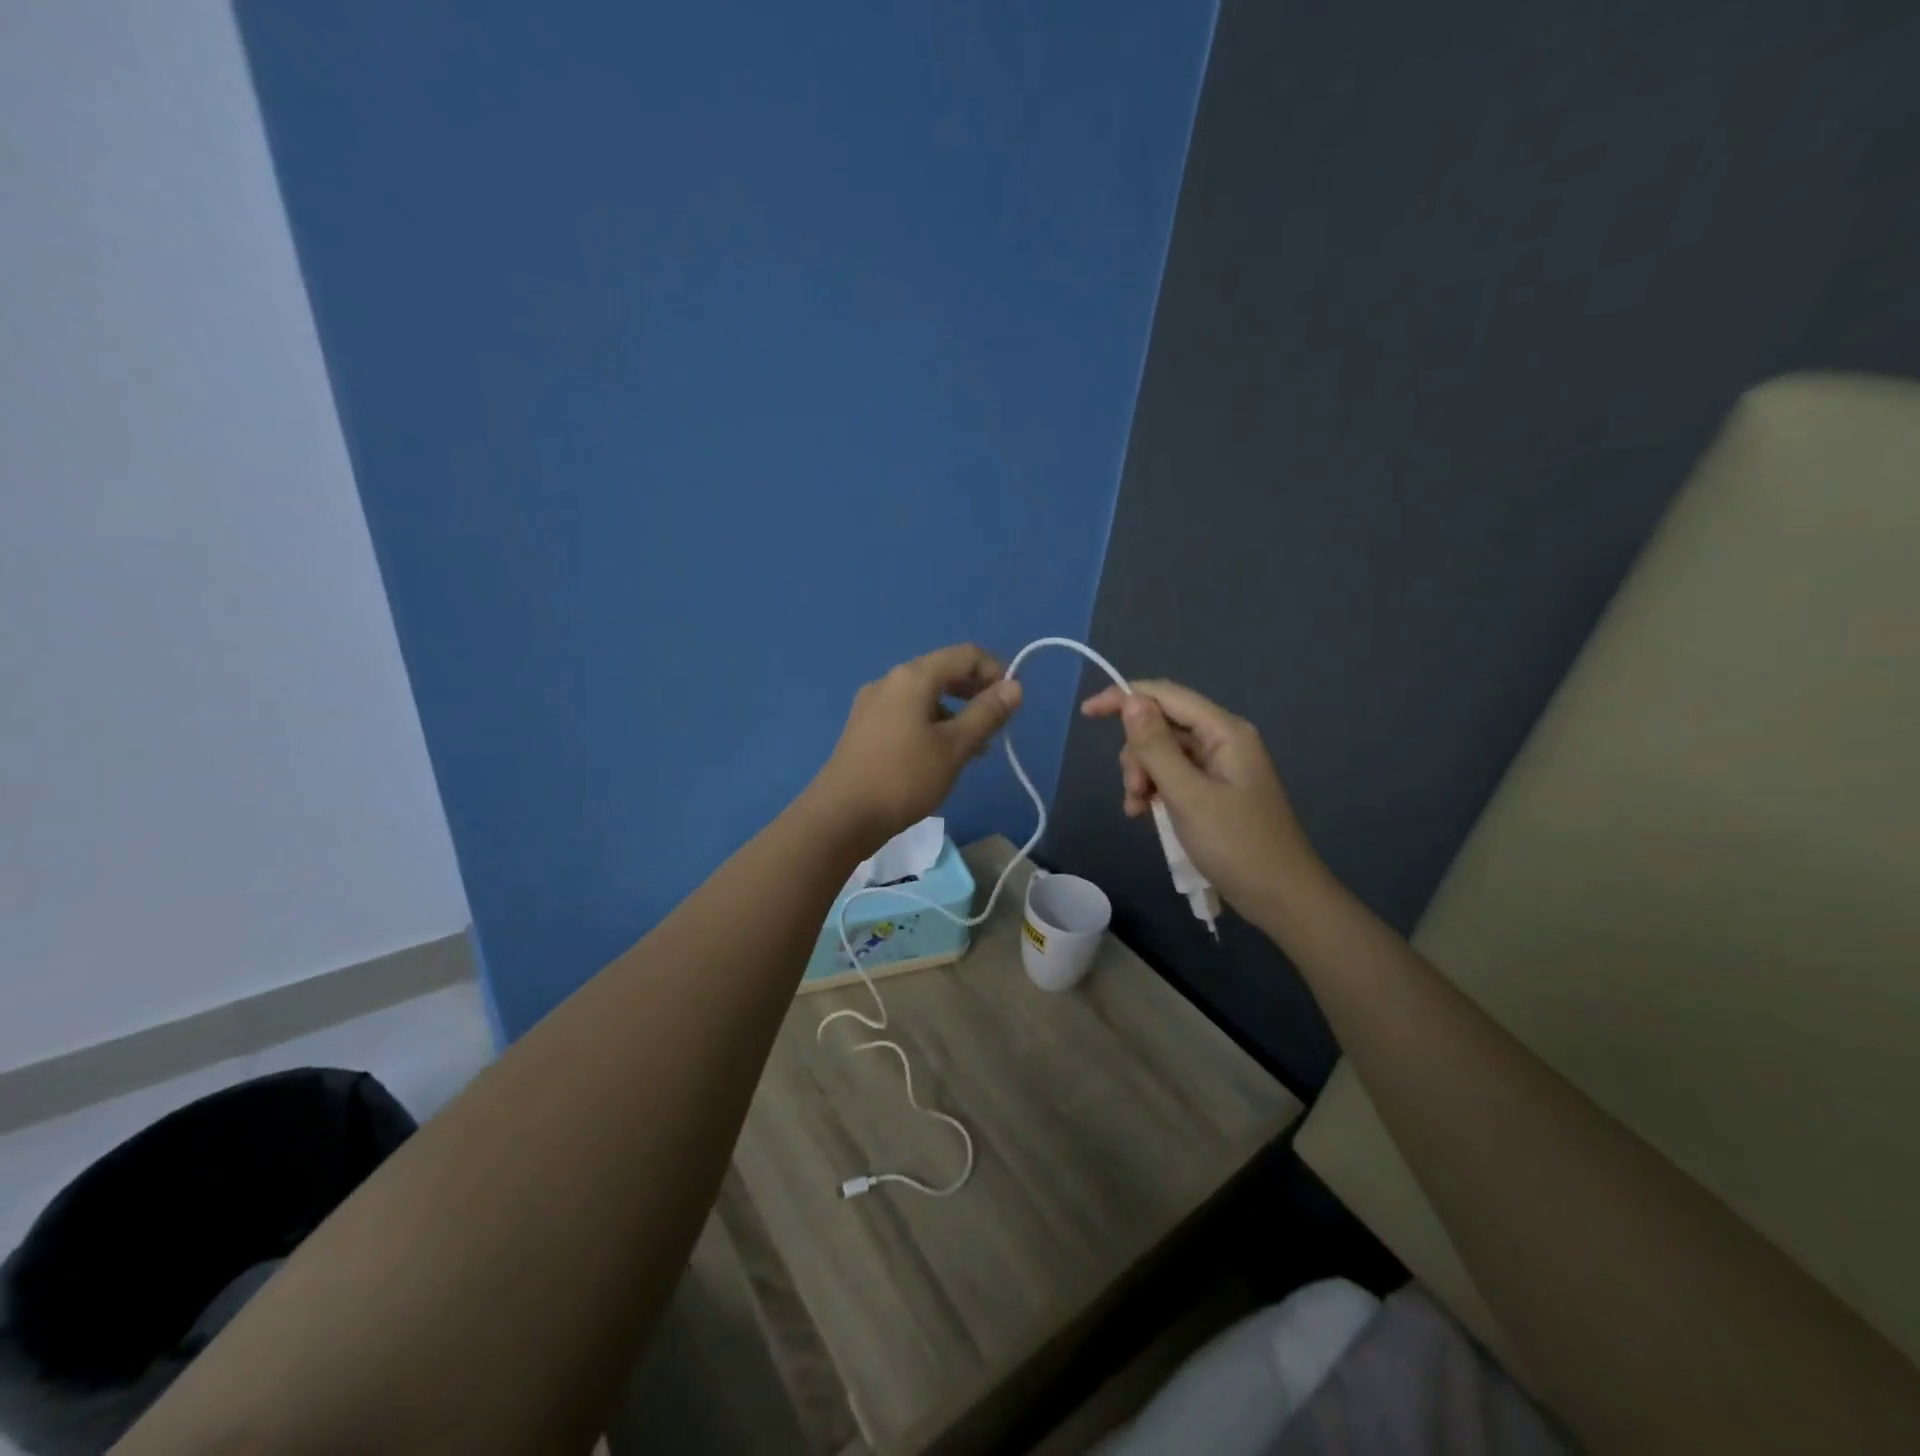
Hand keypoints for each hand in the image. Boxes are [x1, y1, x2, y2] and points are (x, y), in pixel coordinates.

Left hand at [810, 644, 1022, 845]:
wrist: (842, 816)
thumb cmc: (904, 778)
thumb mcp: (955, 747)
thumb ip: (987, 713)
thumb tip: (1015, 686)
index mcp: (912, 677)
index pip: (964, 655)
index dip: (995, 671)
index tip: (1011, 703)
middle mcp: (889, 681)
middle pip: (942, 671)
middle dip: (974, 692)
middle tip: (996, 724)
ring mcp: (872, 705)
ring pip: (924, 696)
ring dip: (955, 712)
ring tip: (975, 747)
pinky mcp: (864, 728)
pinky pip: (907, 714)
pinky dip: (931, 724)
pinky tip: (941, 755)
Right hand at [1080, 679, 1317, 922]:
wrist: (1282, 898)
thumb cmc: (1237, 845)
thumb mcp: (1188, 795)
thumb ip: (1156, 747)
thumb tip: (1131, 701)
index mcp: (1224, 732)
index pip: (1165, 695)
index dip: (1124, 698)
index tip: (1086, 714)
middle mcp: (1223, 740)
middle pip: (1162, 725)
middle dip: (1137, 753)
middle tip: (1134, 791)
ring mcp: (1220, 767)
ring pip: (1164, 753)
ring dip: (1143, 775)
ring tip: (1138, 809)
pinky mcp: (1216, 791)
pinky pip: (1175, 776)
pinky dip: (1155, 790)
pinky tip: (1145, 813)